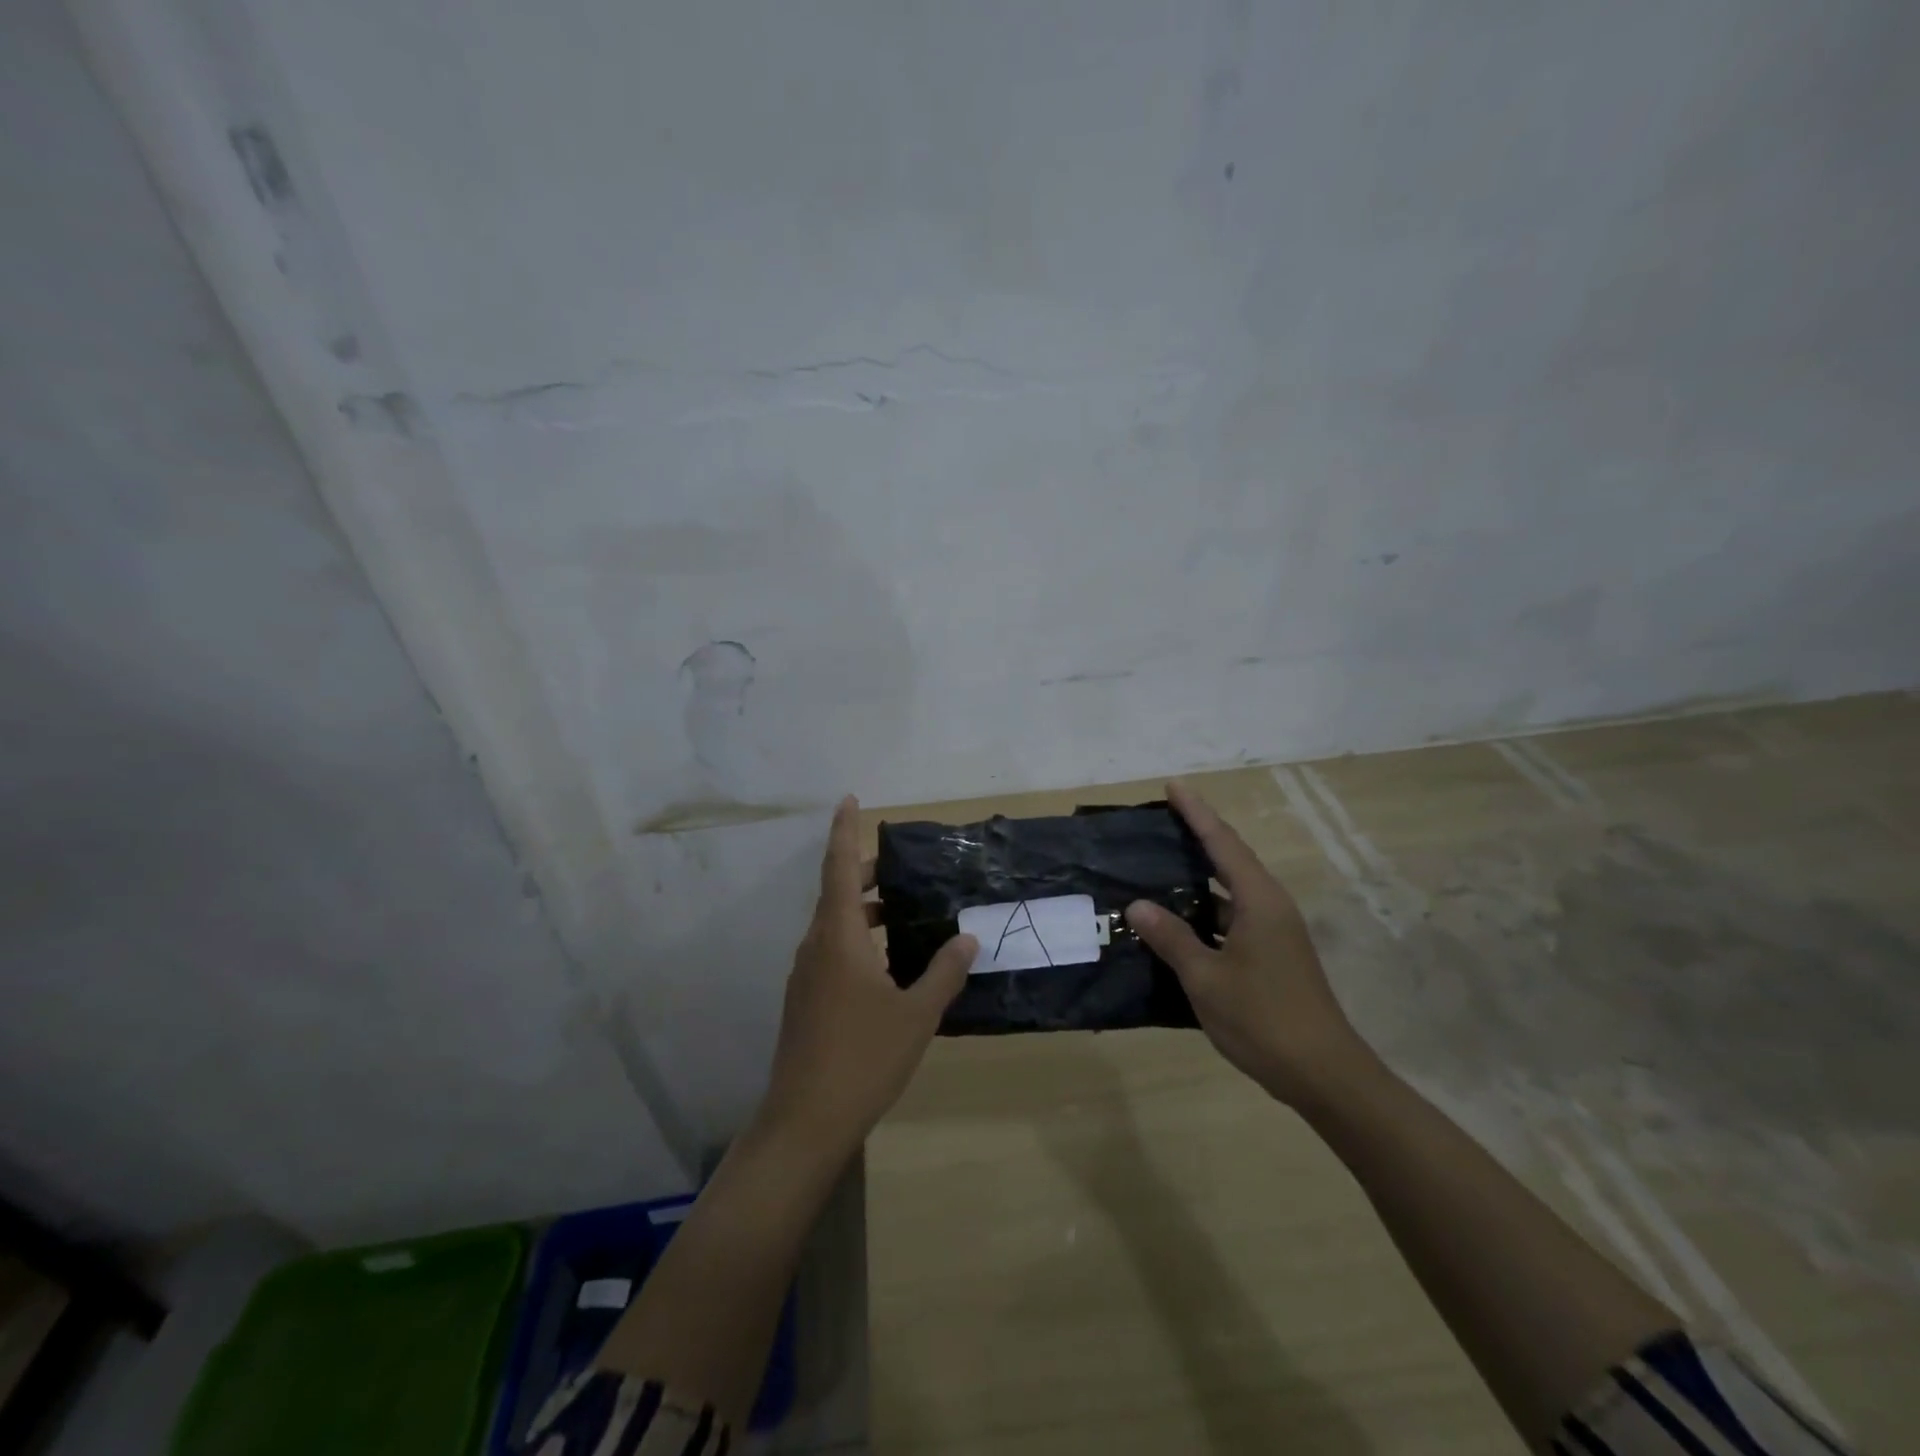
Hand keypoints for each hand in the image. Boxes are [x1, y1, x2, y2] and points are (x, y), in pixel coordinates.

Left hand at [758, 796, 976, 1158]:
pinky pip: (832, 951)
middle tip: (903, 867)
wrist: (805, 1121)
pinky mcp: (805, 999)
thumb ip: (944, 971)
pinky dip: (858, 939)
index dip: (844, 830)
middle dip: (866, 873)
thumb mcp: (916, 1013)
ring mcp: (805, 974)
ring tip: (904, 913)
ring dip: (864, 910)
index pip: (839, 867)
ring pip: (834, 924)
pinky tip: (888, 964)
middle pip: (837, 892)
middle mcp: (816, 945)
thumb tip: (968, 936)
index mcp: (838, 936)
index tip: (849, 799)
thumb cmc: (863, 1057)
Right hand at [1126, 780, 1370, 1106]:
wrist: (1324, 1074)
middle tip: (1162, 821)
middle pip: (1230, 860)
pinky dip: (1206, 912)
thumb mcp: (1206, 978)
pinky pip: (1233, 918)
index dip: (1197, 813)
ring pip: (1231, 892)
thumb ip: (1171, 938)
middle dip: (1199, 837)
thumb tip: (1138, 904)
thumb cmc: (1263, 1019)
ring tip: (1160, 867)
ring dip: (1199, 879)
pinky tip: (1179, 923)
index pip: (1222, 844)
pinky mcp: (1273, 956)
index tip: (1173, 786)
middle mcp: (1271, 907)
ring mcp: (1275, 933)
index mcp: (1259, 901)